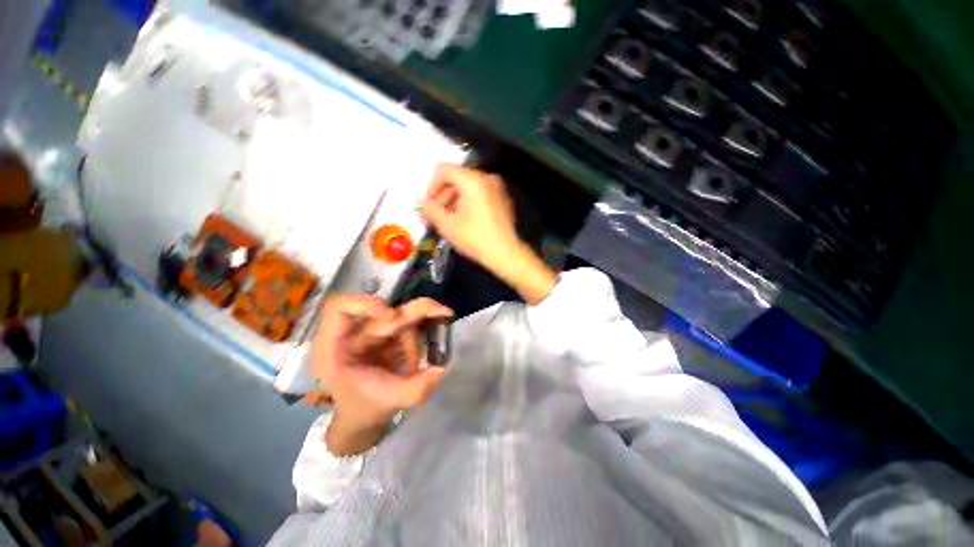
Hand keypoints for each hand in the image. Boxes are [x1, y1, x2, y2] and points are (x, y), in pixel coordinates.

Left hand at [311, 295, 452, 454]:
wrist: (364, 415)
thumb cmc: (364, 408)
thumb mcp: (387, 402)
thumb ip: (415, 389)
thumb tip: (442, 369)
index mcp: (335, 346)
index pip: (340, 307)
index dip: (365, 303)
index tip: (392, 316)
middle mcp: (354, 333)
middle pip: (386, 309)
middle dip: (417, 312)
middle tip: (445, 313)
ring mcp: (373, 331)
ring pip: (403, 317)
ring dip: (416, 340)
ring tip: (415, 368)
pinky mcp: (389, 333)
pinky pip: (411, 324)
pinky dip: (423, 335)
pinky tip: (419, 359)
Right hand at [421, 164, 519, 271]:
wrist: (506, 253)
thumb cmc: (475, 238)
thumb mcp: (447, 225)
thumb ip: (430, 210)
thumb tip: (423, 204)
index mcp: (473, 180)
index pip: (444, 170)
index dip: (431, 187)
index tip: (428, 206)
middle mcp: (486, 178)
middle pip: (456, 178)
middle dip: (442, 196)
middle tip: (435, 216)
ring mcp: (497, 188)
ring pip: (468, 187)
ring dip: (454, 201)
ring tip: (447, 220)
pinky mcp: (502, 199)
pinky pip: (480, 194)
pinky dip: (468, 203)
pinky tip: (463, 221)